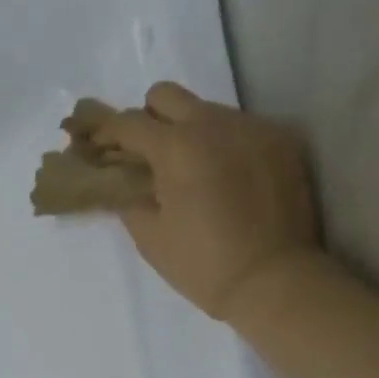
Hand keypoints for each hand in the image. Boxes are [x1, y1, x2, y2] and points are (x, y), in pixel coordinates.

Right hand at [90, 81, 320, 319]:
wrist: (273, 281)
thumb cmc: (202, 265)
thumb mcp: (150, 238)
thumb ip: (129, 199)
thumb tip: (122, 181)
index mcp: (176, 147)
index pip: (128, 123)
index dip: (105, 133)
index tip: (96, 148)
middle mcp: (215, 124)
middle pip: (166, 96)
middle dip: (147, 120)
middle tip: (146, 157)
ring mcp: (253, 128)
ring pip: (207, 110)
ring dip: (189, 133)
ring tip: (192, 174)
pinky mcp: (282, 141)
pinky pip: (241, 129)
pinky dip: (224, 146)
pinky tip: (227, 181)